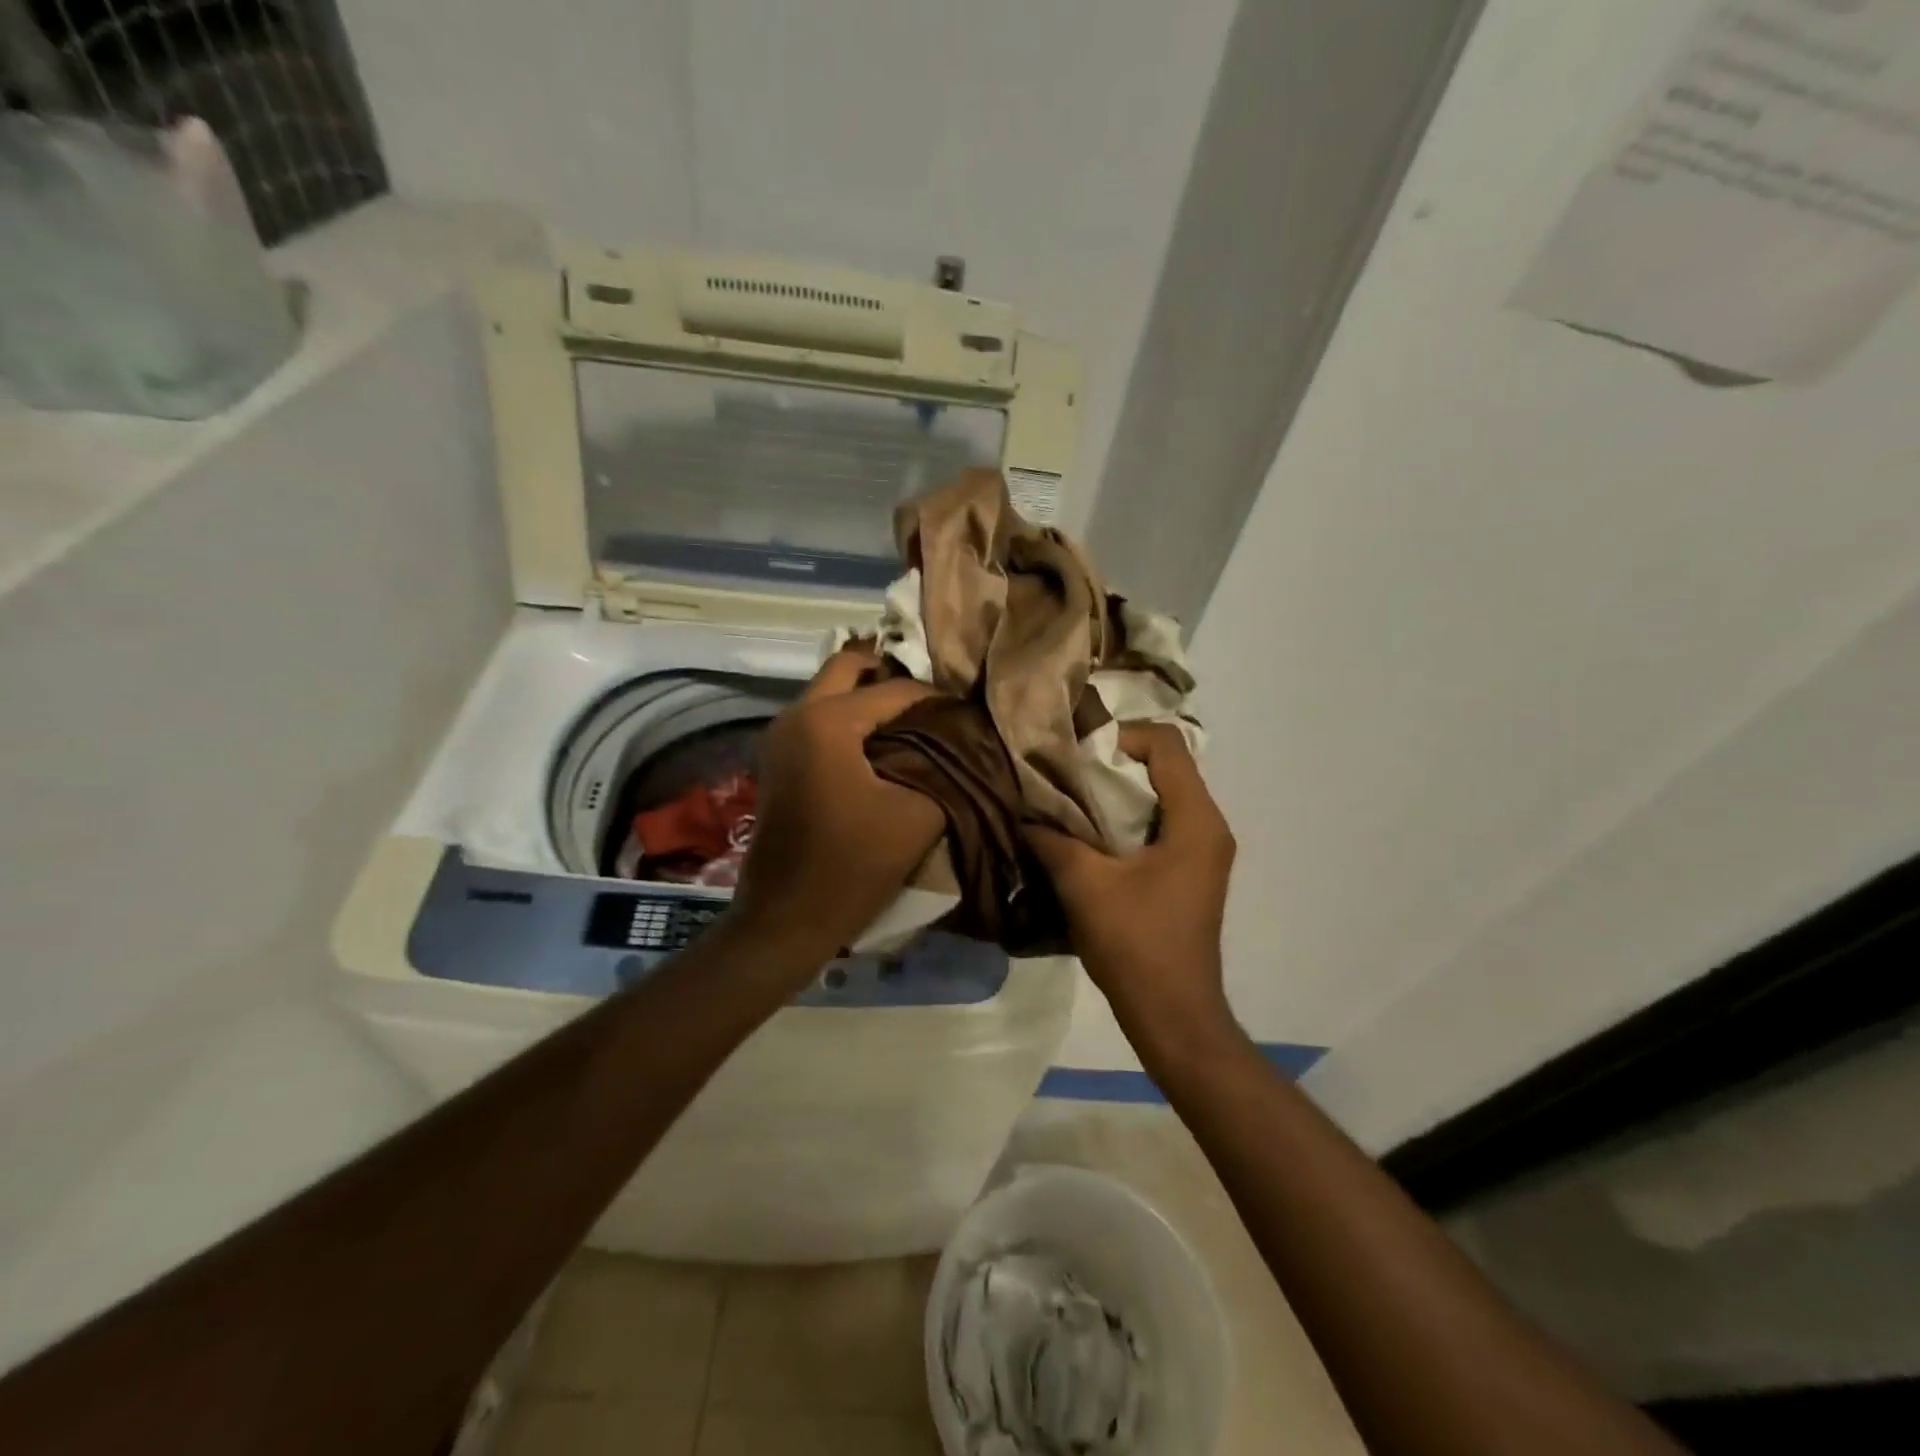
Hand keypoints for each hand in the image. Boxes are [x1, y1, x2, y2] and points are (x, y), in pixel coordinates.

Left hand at [731, 648, 944, 963]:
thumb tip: (962, 743)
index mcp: (827, 721)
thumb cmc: (853, 865)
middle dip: (891, 676)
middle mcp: (796, 714)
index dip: (935, 699)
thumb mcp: (917, 815)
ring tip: (912, 723)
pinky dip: (848, 718)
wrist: (786, 918)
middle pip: (849, 667)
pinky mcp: (777, 759)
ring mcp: (779, 736)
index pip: (894, 688)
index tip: (966, 716)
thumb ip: (945, 768)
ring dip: (867, 696)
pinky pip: (817, 717)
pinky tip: (880, 746)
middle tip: (930, 702)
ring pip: (829, 690)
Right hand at [1025, 725, 1239, 1053]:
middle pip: (1165, 766)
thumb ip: (1052, 839)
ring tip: (1071, 804)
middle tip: (1066, 776)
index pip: (1167, 744)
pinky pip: (1160, 824)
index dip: (1121, 737)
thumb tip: (1022, 812)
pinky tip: (1088, 838)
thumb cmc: (1136, 944)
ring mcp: (1203, 851)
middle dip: (1113, 765)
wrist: (1173, 1014)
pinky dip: (1126, 820)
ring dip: (1117, 794)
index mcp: (1196, 820)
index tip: (1079, 756)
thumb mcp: (1085, 885)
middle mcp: (1209, 826)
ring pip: (1161, 796)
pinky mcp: (1191, 871)